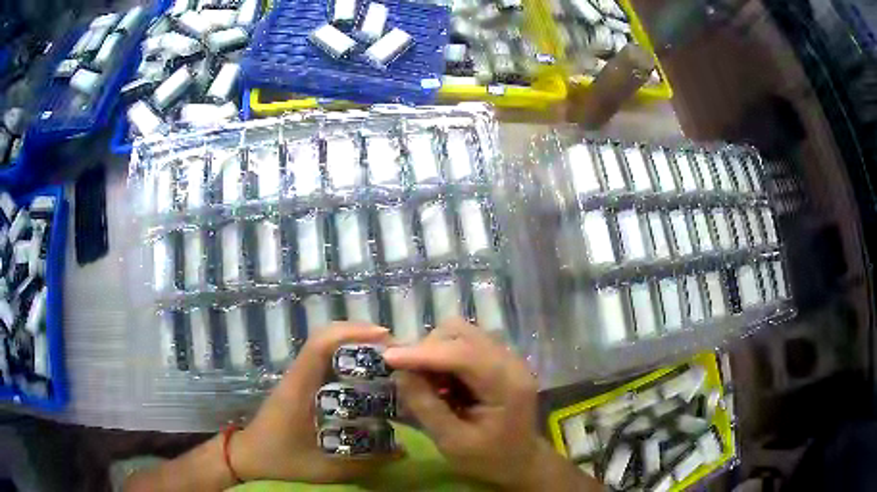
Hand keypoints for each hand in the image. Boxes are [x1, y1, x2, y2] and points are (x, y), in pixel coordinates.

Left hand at [230, 322, 397, 482]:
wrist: (249, 457)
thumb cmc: (280, 460)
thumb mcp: (324, 468)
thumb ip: (364, 464)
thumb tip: (404, 451)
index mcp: (299, 389)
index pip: (319, 346)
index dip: (351, 333)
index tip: (384, 337)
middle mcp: (298, 376)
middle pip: (325, 338)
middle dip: (359, 334)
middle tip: (394, 348)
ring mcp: (298, 378)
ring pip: (324, 346)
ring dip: (354, 343)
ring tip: (386, 356)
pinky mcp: (300, 385)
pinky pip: (324, 360)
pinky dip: (346, 357)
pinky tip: (367, 374)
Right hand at [383, 318, 546, 489]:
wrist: (521, 461)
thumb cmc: (489, 458)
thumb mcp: (452, 442)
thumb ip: (426, 407)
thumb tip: (400, 373)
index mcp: (507, 385)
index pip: (463, 355)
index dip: (422, 353)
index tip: (388, 358)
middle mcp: (511, 361)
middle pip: (462, 333)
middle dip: (428, 349)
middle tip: (409, 376)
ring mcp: (507, 357)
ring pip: (461, 333)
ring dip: (435, 351)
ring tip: (426, 381)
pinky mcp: (499, 358)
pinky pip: (465, 343)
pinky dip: (445, 355)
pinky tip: (441, 381)